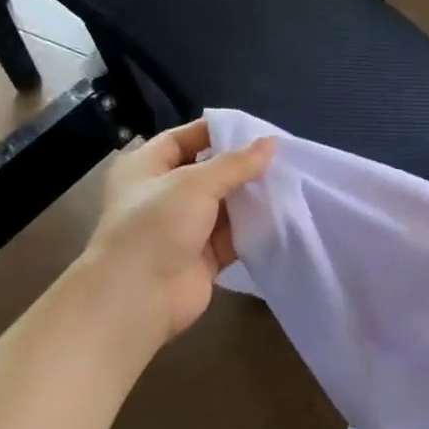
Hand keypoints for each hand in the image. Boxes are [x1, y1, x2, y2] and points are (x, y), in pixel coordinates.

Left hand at [80, 119, 273, 344]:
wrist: (139, 296)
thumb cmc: (156, 226)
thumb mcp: (195, 184)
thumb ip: (236, 164)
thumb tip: (271, 143)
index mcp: (146, 167)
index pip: (183, 138)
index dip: (216, 132)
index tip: (256, 131)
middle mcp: (163, 195)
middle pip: (208, 173)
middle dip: (242, 167)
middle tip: (282, 158)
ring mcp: (183, 228)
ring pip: (224, 206)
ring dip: (251, 198)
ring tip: (289, 183)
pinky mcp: (202, 257)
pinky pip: (232, 236)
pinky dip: (253, 229)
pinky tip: (281, 216)